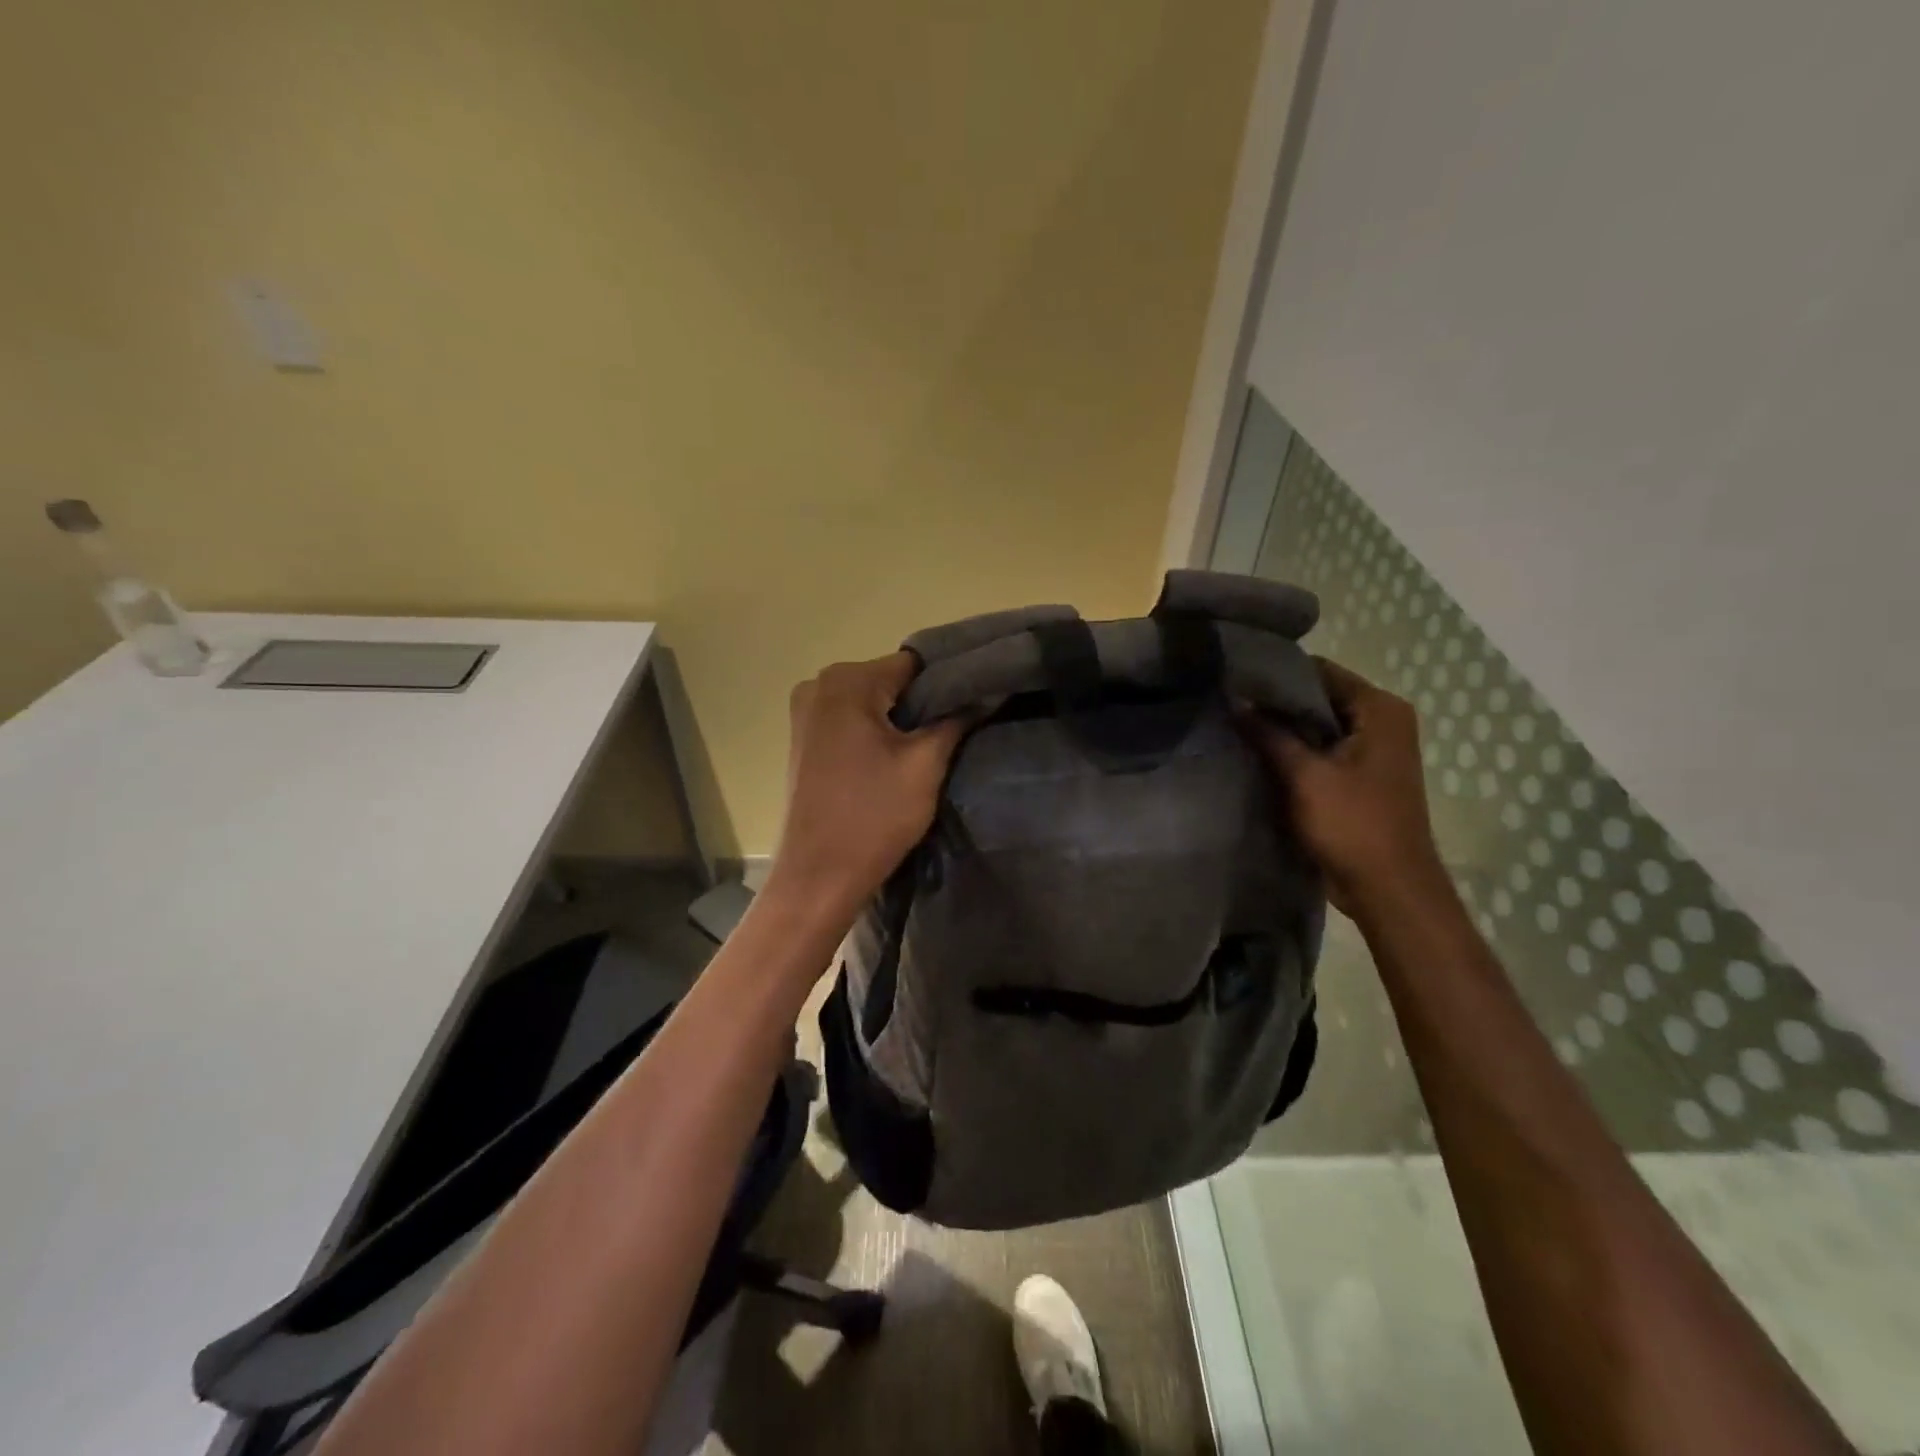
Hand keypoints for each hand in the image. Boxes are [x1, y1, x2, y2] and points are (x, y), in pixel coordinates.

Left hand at [767, 652, 969, 916]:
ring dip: (903, 721)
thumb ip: (957, 719)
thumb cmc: (873, 816)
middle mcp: (818, 685)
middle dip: (925, 703)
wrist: (818, 877)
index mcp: (846, 681)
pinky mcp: (805, 740)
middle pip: (891, 681)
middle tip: (960, 731)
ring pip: (872, 703)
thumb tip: (987, 692)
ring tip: (935, 747)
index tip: (977, 703)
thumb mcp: (926, 765)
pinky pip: (852, 721)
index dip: (950, 682)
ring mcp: (806, 713)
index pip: (914, 664)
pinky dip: (878, 733)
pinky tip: (899, 759)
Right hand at [1243, 658, 1448, 920]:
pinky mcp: (1360, 777)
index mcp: (1380, 710)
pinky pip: (1322, 751)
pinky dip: (1294, 752)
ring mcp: (1373, 751)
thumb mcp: (1304, 775)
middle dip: (1277, 703)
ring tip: (1235, 726)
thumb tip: (1234, 700)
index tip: (1235, 679)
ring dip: (1283, 729)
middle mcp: (1382, 722)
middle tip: (1229, 703)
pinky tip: (1257, 754)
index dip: (1277, 674)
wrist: (1388, 889)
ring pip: (1318, 725)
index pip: (1321, 671)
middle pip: (1319, 697)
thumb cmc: (1353, 825)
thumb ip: (1268, 734)